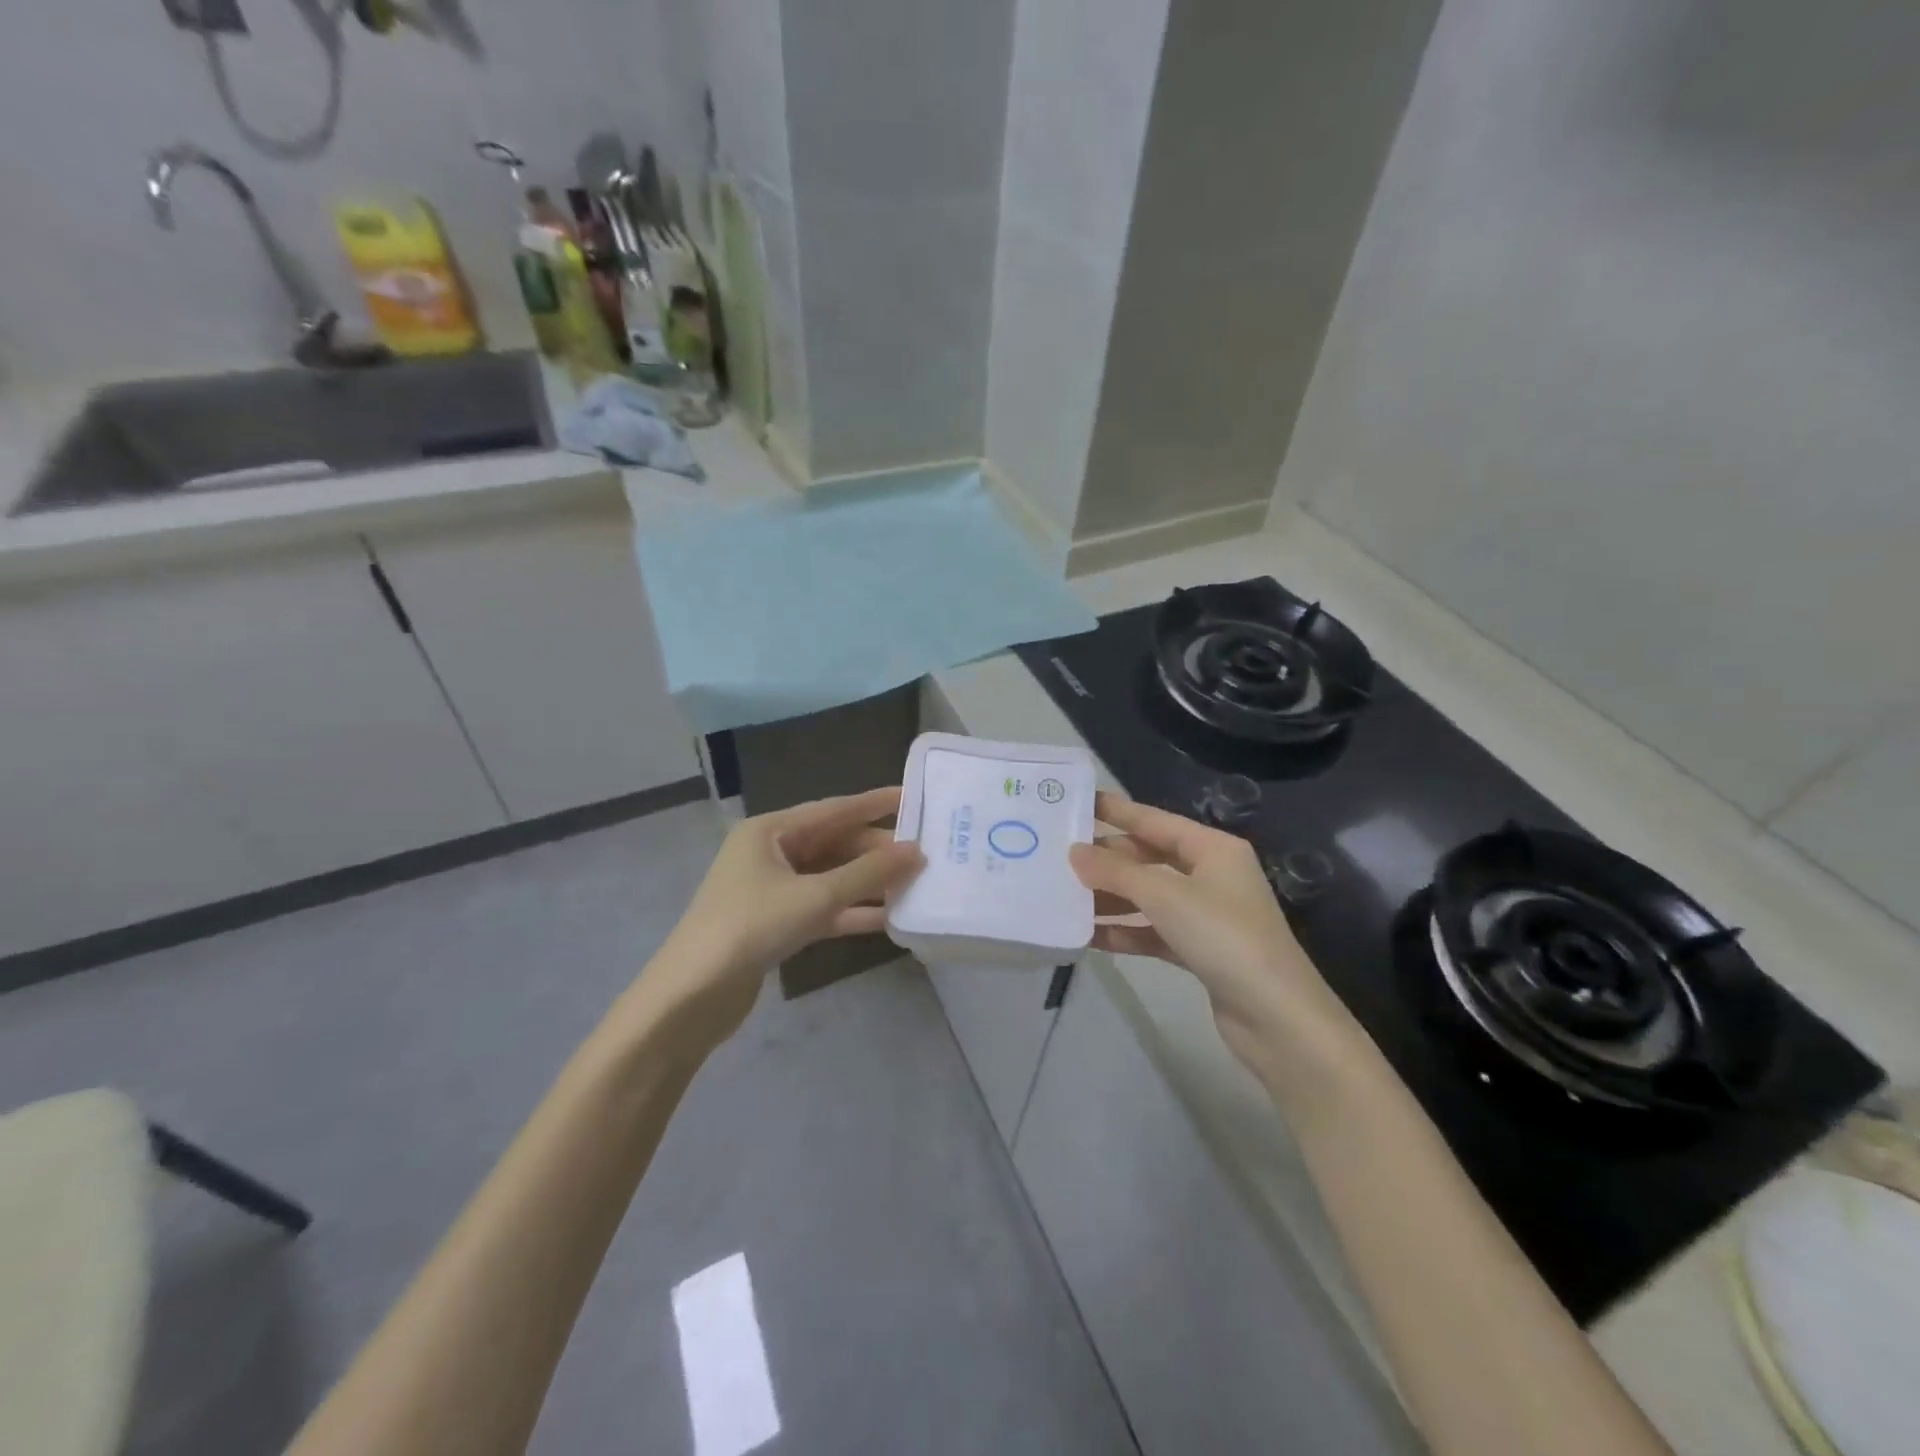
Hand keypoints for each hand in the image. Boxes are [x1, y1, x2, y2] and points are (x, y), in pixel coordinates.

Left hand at [643, 788, 923, 1040]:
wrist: (692, 996)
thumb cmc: (751, 927)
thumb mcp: (815, 897)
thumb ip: (868, 873)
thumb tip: (916, 851)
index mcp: (770, 831)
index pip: (833, 809)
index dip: (874, 803)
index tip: (914, 797)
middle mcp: (770, 853)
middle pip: (834, 844)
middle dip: (876, 850)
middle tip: (924, 853)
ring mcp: (773, 890)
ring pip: (831, 878)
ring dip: (868, 883)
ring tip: (914, 883)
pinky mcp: (777, 924)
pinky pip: (823, 908)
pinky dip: (851, 911)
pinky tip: (889, 918)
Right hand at [1069, 791, 1356, 1079]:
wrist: (1277, 1019)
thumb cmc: (1224, 938)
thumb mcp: (1166, 896)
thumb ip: (1116, 872)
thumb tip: (1074, 852)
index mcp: (1212, 849)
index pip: (1154, 821)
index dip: (1116, 811)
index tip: (1076, 802)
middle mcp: (1210, 875)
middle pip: (1148, 859)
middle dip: (1106, 860)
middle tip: (1057, 857)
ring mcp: (1206, 915)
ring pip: (1148, 897)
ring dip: (1110, 898)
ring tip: (1063, 897)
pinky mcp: (1199, 951)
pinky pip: (1153, 931)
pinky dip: (1125, 932)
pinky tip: (1089, 936)